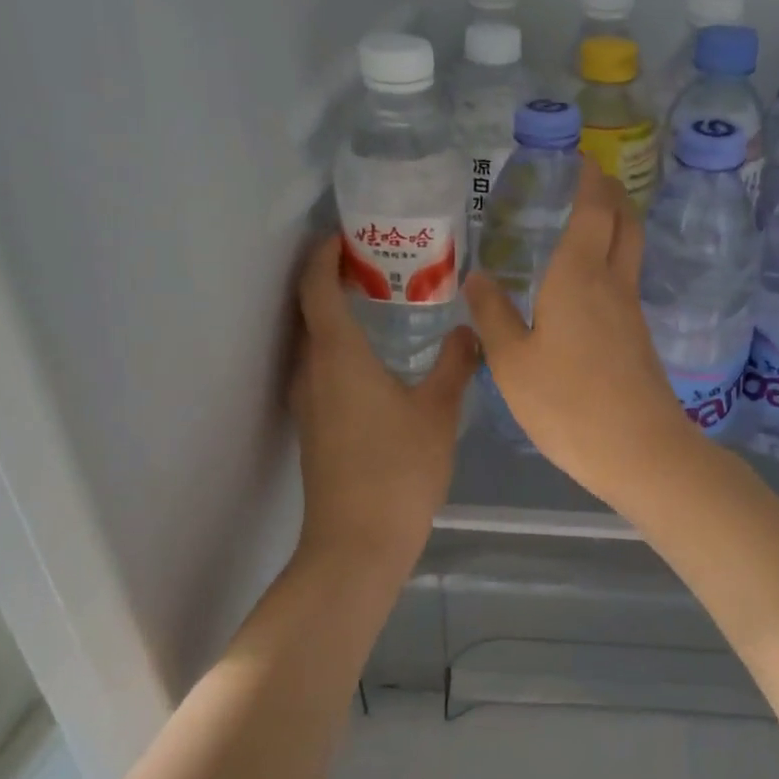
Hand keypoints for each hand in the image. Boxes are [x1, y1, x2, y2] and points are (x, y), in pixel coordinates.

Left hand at [290, 234, 477, 570]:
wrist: (357, 544)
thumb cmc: (398, 469)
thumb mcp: (438, 411)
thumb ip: (456, 364)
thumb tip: (470, 331)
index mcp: (337, 355)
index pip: (317, 287)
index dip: (324, 254)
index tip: (345, 233)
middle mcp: (312, 370)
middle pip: (310, 309)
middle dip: (333, 278)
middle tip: (378, 261)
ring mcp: (308, 400)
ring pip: (314, 340)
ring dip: (337, 313)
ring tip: (382, 300)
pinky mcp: (314, 425)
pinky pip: (321, 366)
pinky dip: (341, 345)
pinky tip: (378, 355)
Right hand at [464, 167, 700, 505]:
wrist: (639, 451)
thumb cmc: (566, 403)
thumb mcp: (511, 362)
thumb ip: (492, 316)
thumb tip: (477, 277)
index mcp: (579, 276)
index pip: (593, 209)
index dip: (589, 179)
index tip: (580, 159)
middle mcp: (612, 283)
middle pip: (624, 222)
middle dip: (611, 193)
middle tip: (589, 179)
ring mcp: (631, 311)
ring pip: (629, 250)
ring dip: (614, 225)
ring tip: (583, 222)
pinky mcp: (638, 337)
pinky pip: (625, 281)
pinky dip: (610, 260)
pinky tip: (584, 281)